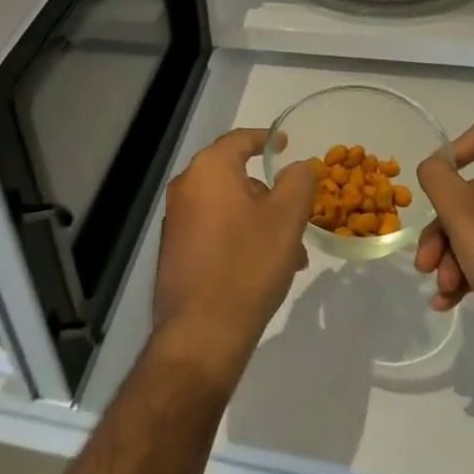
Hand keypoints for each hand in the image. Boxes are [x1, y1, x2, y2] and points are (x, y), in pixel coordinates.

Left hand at [154, 128, 316, 391]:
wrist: (201, 333)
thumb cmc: (248, 265)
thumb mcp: (286, 218)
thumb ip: (298, 182)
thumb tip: (299, 166)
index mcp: (208, 170)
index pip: (240, 140)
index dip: (265, 140)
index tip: (286, 145)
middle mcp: (185, 188)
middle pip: (234, 176)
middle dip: (269, 194)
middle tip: (297, 214)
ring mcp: (176, 221)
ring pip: (227, 207)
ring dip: (259, 221)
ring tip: (290, 253)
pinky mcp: (175, 251)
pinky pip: (214, 230)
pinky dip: (239, 237)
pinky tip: (263, 268)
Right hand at [414, 115, 473, 368]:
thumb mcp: (462, 214)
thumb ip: (438, 179)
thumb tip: (433, 165)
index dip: (457, 146)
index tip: (437, 180)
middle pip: (472, 189)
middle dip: (442, 227)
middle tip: (425, 261)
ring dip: (451, 254)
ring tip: (440, 288)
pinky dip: (470, 268)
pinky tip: (449, 300)